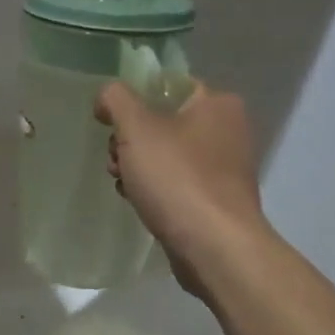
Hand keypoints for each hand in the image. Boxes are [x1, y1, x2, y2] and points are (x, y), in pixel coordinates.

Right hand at [97, 81, 269, 299]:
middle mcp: (227, 130)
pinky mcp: (214, 200)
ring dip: (137, 167)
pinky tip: (140, 203)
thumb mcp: (137, 128)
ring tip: (125, 185)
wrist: (214, 248)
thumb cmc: (178, 178)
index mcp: (217, 103)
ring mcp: (223, 168)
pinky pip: (175, 183)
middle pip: (162, 122)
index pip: (166, 86)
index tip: (110, 122)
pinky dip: (155, 190)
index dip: (132, 100)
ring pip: (165, 155)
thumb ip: (116, 99)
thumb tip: (107, 96)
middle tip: (118, 160)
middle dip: (130, 141)